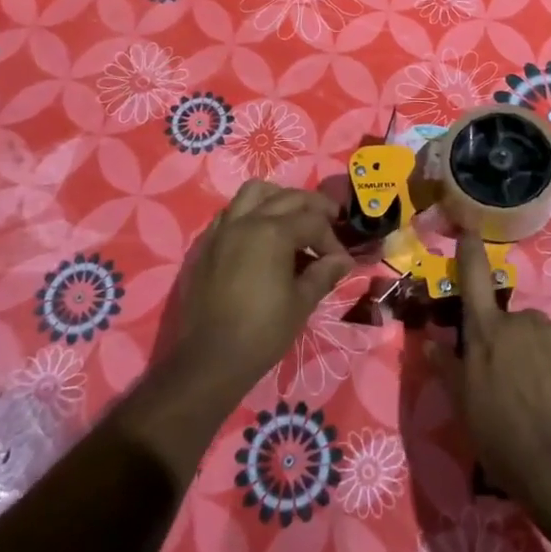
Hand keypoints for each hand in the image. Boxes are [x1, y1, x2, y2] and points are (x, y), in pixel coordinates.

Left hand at [166, 181, 352, 401]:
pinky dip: (250, 212)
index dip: (332, 240)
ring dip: (278, 198)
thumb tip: (343, 260)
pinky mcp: (207, 244)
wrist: (210, 359)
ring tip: (293, 217)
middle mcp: (247, 220)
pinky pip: (231, 212)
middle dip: (313, 208)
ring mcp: (223, 229)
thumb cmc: (262, 332)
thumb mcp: (301, 303)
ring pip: (254, 193)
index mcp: (273, 232)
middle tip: (330, 222)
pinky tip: (259, 235)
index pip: (313, 222)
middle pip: (287, 198)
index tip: (341, 262)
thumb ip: (323, 274)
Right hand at [427, 234, 550, 522]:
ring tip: (540, 403)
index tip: (468, 229)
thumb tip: (432, 342)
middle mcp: (524, 323)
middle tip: (511, 386)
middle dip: (511, 343)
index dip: (470, 252)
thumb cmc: (505, 439)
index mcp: (488, 332)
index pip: (474, 279)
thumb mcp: (465, 409)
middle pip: (513, 322)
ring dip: (539, 360)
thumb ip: (449, 369)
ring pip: (543, 339)